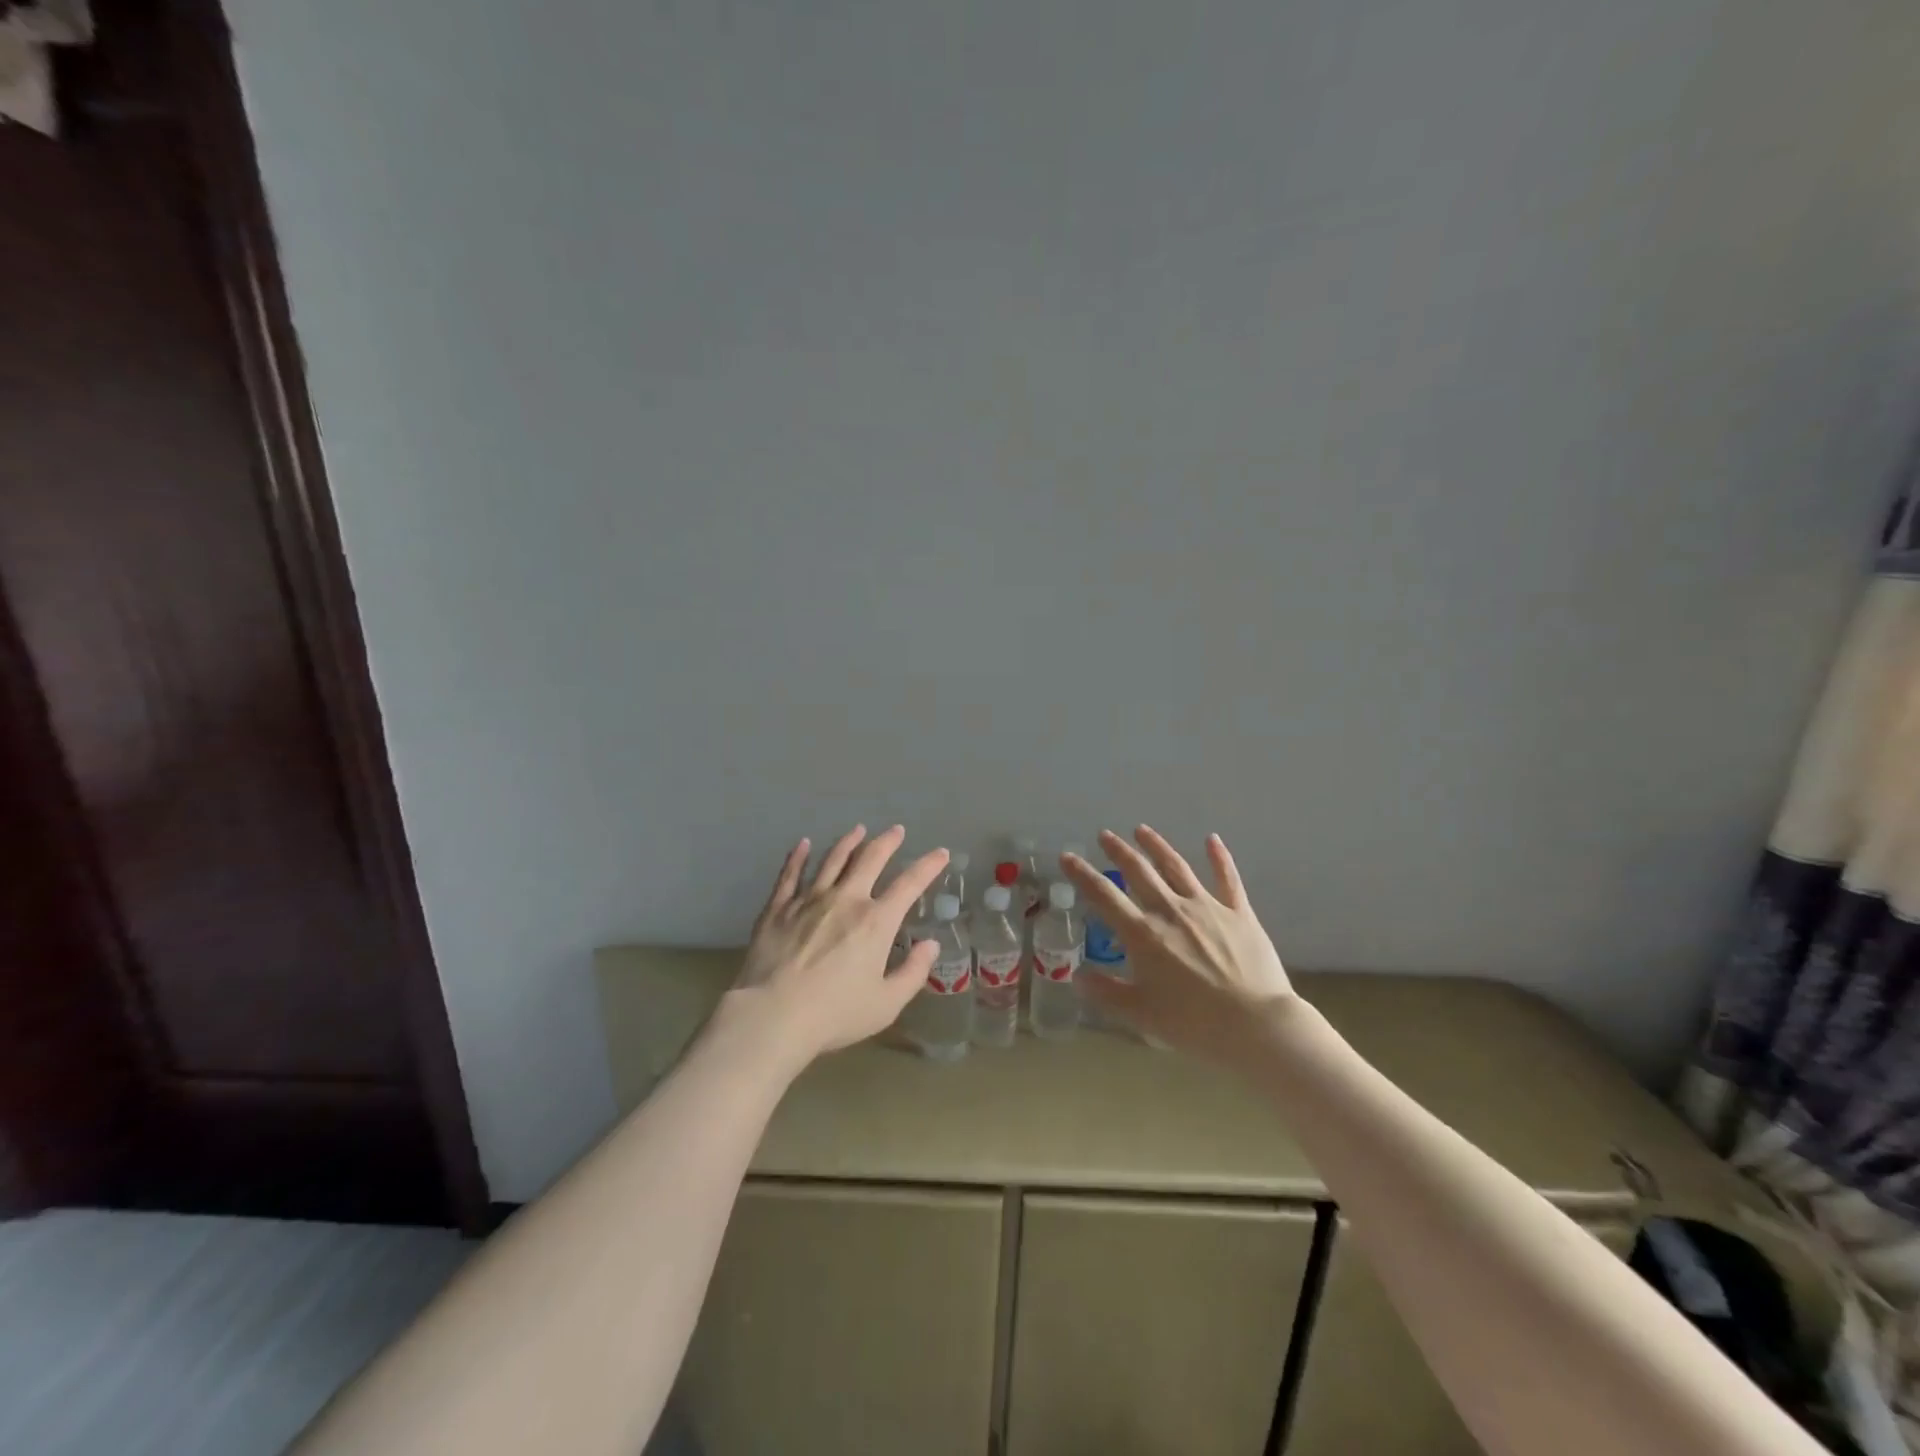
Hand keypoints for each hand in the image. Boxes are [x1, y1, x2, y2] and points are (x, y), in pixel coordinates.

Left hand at [728, 825, 947, 1065]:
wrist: (772, 1015)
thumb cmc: (835, 1013)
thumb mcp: (886, 1004)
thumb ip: (913, 973)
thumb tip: (930, 945)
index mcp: (876, 922)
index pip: (909, 884)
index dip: (928, 866)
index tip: (941, 853)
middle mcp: (846, 900)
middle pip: (870, 859)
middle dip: (887, 842)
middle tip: (896, 830)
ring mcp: (809, 900)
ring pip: (833, 859)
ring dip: (848, 842)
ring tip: (858, 829)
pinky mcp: (778, 907)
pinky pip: (790, 874)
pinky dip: (798, 856)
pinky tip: (803, 844)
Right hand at [1061, 827, 1295, 1060]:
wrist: (1257, 1025)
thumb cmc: (1194, 1024)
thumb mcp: (1140, 1014)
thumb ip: (1105, 993)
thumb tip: (1077, 976)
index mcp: (1143, 934)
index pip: (1104, 896)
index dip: (1082, 874)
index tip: (1067, 856)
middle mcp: (1171, 911)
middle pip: (1139, 871)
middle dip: (1119, 851)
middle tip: (1105, 835)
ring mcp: (1207, 907)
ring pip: (1176, 866)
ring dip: (1157, 846)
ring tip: (1142, 830)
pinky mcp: (1239, 913)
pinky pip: (1227, 878)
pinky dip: (1219, 857)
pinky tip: (1213, 839)